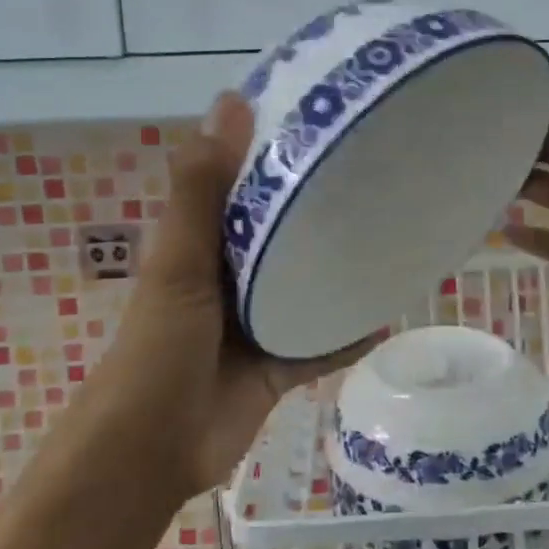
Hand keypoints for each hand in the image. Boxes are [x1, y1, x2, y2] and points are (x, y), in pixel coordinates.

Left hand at [89, 93, 369, 501]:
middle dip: (321, 209)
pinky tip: (391, 311)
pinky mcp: (279, 365)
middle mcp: (232, 276)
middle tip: (380, 175)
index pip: (245, 182)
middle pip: (283, 232)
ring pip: (308, 286)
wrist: (154, 449)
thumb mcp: (179, 260)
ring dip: (340, 269)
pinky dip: (351, 331)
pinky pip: (323, 341)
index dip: (278, 151)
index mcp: (204, 243)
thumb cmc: (159, 347)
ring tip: (394, 236)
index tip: (328, 120)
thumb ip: (201, 188)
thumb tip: (231, 99)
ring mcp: (258, 322)